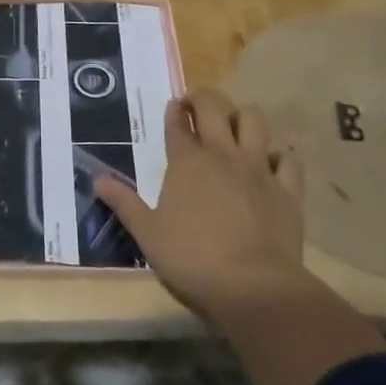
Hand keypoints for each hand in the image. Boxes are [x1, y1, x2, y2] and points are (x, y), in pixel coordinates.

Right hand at [93, 87, 312, 319]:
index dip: (174, 111)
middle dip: (203, 98)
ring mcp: (258, 169)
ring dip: (242, 117)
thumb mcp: (147, 233)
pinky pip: (287, 159)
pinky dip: (278, 156)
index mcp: (186, 162)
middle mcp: (222, 154)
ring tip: (234, 128)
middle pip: (214, 106)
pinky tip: (270, 163)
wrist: (253, 286)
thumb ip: (124, 203)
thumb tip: (98, 180)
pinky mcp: (287, 189)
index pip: (177, 124)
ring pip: (254, 120)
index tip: (173, 108)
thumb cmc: (191, 259)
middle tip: (196, 107)